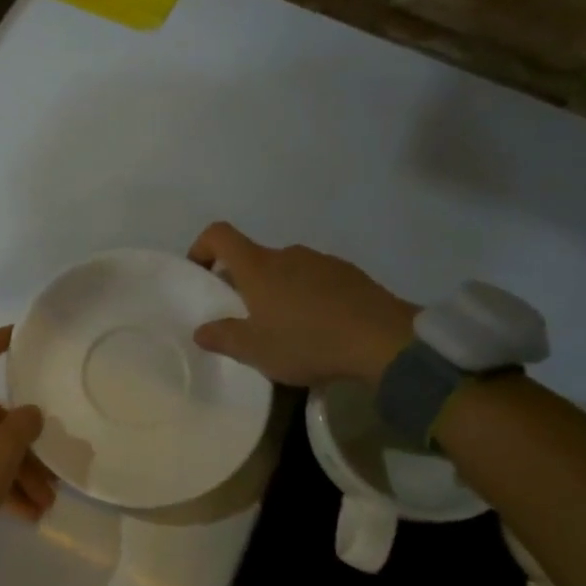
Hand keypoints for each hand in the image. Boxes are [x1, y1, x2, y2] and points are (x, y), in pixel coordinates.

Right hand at [188, 222, 417, 386]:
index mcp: (258, 266)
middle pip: (254, 257)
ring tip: (287, 329)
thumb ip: (223, 338)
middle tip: (246, 319)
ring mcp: (322, 261)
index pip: (219, 234)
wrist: (384, 341)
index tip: (201, 274)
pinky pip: (317, 280)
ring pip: (287, 270)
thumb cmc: (307, 341)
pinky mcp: (350, 275)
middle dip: (244, 283)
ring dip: (279, 291)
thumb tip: (201, 330)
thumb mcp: (255, 350)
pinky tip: (320, 329)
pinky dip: (309, 297)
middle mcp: (287, 254)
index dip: (202, 247)